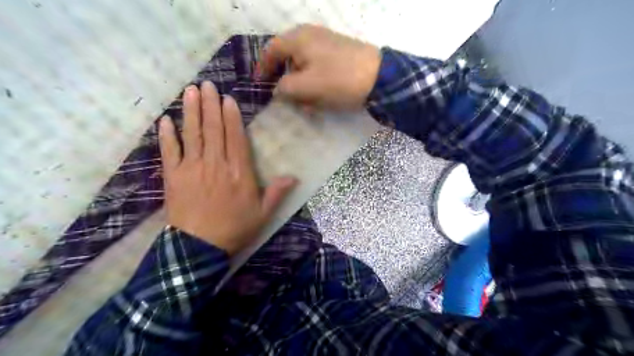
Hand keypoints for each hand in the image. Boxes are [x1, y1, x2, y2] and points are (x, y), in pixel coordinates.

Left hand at [158, 81, 297, 253]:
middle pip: (213, 129)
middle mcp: (216, 164)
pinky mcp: (173, 177)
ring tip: (190, 91)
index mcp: (239, 172)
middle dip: (210, 105)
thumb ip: (277, 193)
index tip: (227, 99)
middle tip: (207, 85)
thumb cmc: (234, 229)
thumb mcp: (263, 214)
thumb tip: (294, 177)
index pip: (235, 137)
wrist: (199, 248)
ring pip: (192, 134)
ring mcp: (192, 168)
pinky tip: (165, 120)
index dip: (231, 116)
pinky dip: (167, 135)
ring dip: (190, 111)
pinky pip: (169, 151)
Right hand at [259, 23, 377, 107]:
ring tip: (307, 103)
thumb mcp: (305, 87)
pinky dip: (315, 83)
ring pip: (305, 65)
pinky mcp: (339, 54)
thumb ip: (284, 88)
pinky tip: (321, 98)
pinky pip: (319, 68)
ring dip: (302, 85)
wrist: (379, 77)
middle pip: (288, 58)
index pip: (271, 50)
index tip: (260, 84)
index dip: (263, 68)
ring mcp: (327, 43)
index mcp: (298, 38)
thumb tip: (278, 89)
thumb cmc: (338, 80)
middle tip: (286, 97)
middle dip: (286, 80)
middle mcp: (310, 35)